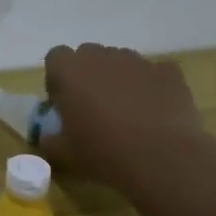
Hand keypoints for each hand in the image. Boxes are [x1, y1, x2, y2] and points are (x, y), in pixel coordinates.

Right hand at [42, 43, 205, 188]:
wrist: (163, 160)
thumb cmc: (103, 152)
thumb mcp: (64, 153)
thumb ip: (48, 140)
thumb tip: (47, 137)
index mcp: (70, 70)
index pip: (56, 57)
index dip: (58, 79)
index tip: (64, 103)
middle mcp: (102, 57)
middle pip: (89, 55)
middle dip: (88, 76)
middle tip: (94, 108)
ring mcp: (138, 62)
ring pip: (121, 62)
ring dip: (119, 79)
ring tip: (127, 112)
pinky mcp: (169, 72)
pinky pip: (154, 73)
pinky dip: (151, 86)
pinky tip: (155, 112)